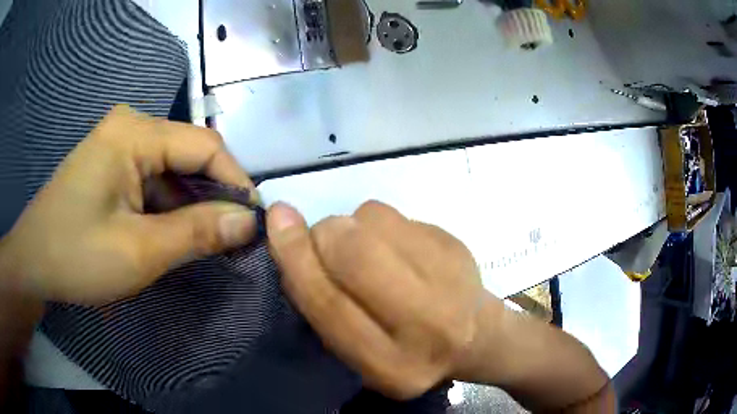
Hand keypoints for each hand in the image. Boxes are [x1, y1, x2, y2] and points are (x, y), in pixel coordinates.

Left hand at [0, 105, 257, 304]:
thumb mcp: (139, 252)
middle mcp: (129, 126)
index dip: (235, 181)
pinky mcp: (111, 164)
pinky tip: (169, 234)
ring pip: (171, 170)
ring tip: (203, 242)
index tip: (255, 221)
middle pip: (188, 154)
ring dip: (189, 205)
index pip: (204, 144)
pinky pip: (151, 179)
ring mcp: (118, 144)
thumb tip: (249, 222)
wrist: (32, 263)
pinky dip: (167, 207)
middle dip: (212, 196)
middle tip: (232, 239)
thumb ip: (196, 233)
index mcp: (134, 133)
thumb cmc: (76, 256)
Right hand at [266, 201, 494, 399]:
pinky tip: (396, 246)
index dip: (296, 258)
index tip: (277, 220)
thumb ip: (324, 308)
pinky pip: (396, 213)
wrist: (477, 336)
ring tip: (367, 249)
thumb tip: (290, 239)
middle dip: (325, 235)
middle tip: (325, 240)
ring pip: (373, 222)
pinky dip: (378, 222)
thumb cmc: (408, 351)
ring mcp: (449, 279)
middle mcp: (427, 325)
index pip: (330, 305)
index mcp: (391, 365)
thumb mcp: (361, 352)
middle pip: (354, 253)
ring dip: (352, 225)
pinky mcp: (457, 245)